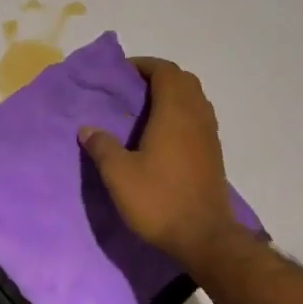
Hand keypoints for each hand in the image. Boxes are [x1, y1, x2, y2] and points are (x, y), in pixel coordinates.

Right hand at [81, 58, 241, 272]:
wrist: (204, 237)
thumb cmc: (159, 200)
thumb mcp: (119, 175)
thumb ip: (102, 147)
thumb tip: (88, 128)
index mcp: (175, 113)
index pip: (165, 71)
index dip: (145, 66)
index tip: (122, 73)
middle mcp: (197, 117)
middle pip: (184, 81)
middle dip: (159, 77)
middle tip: (132, 90)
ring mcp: (210, 136)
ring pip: (195, 100)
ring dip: (173, 95)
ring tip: (146, 110)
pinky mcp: (214, 155)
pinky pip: (199, 119)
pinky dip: (182, 115)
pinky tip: (163, 136)